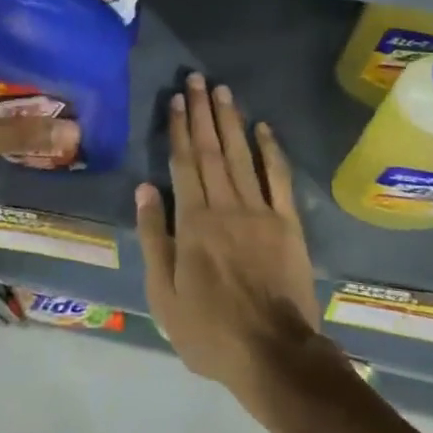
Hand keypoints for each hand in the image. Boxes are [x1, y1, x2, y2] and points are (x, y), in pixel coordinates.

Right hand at [134, 73, 322, 397]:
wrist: (274, 354)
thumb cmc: (210, 330)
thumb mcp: (164, 294)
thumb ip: (154, 237)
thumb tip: (144, 188)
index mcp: (193, 222)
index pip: (183, 164)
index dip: (179, 128)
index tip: (176, 99)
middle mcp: (225, 206)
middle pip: (211, 150)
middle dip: (202, 112)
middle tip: (197, 79)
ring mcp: (260, 212)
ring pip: (241, 155)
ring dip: (231, 121)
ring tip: (222, 90)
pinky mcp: (288, 223)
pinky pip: (278, 178)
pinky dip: (270, 150)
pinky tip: (263, 128)